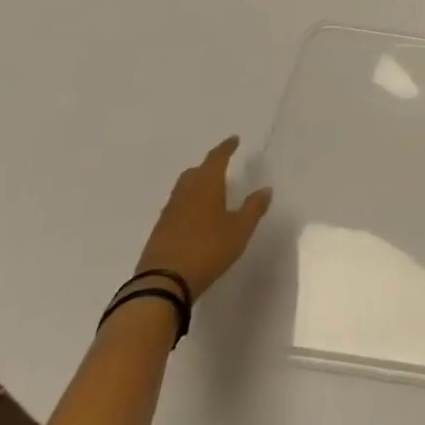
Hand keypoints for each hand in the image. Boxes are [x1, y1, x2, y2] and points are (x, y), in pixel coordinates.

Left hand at [134, 137, 271, 300]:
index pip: (217, 158)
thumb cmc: (207, 250)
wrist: (162, 285)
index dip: (226, 148)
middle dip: (208, 166)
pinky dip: (187, 205)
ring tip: (209, 191)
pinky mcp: (159, 232)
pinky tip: (195, 217)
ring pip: (183, 189)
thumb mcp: (239, 230)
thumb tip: (265, 189)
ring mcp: (168, 213)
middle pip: (195, 172)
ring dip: (196, 185)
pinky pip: (176, 208)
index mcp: (206, 185)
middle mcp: (185, 193)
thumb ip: (254, 208)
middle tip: (220, 166)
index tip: (234, 140)